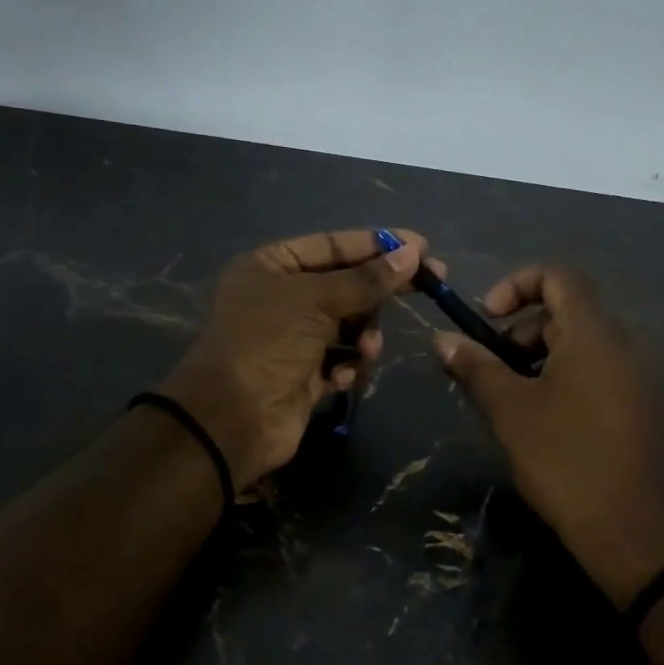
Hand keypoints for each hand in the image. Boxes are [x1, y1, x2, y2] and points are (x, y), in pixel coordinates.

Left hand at [159, 228, 428, 486]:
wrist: (232, 419)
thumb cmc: (268, 343)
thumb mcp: (316, 300)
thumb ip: (366, 279)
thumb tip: (413, 254)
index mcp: (271, 266)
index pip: (333, 245)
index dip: (377, 244)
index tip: (421, 246)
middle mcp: (281, 297)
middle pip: (346, 284)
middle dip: (381, 291)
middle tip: (431, 283)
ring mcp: (293, 338)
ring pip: (350, 324)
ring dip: (364, 335)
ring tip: (366, 350)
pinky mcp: (305, 375)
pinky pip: (341, 358)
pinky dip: (347, 365)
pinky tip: (341, 376)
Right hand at [435, 265, 663, 604]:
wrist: (643, 535)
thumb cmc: (568, 461)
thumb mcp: (510, 412)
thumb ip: (475, 367)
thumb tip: (442, 338)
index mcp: (593, 333)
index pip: (557, 275)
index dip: (515, 285)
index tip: (486, 321)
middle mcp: (624, 345)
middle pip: (566, 312)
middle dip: (521, 332)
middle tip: (493, 374)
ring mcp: (639, 379)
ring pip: (581, 347)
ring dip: (540, 361)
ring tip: (514, 405)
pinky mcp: (644, 410)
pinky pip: (598, 375)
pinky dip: (565, 382)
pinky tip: (546, 426)